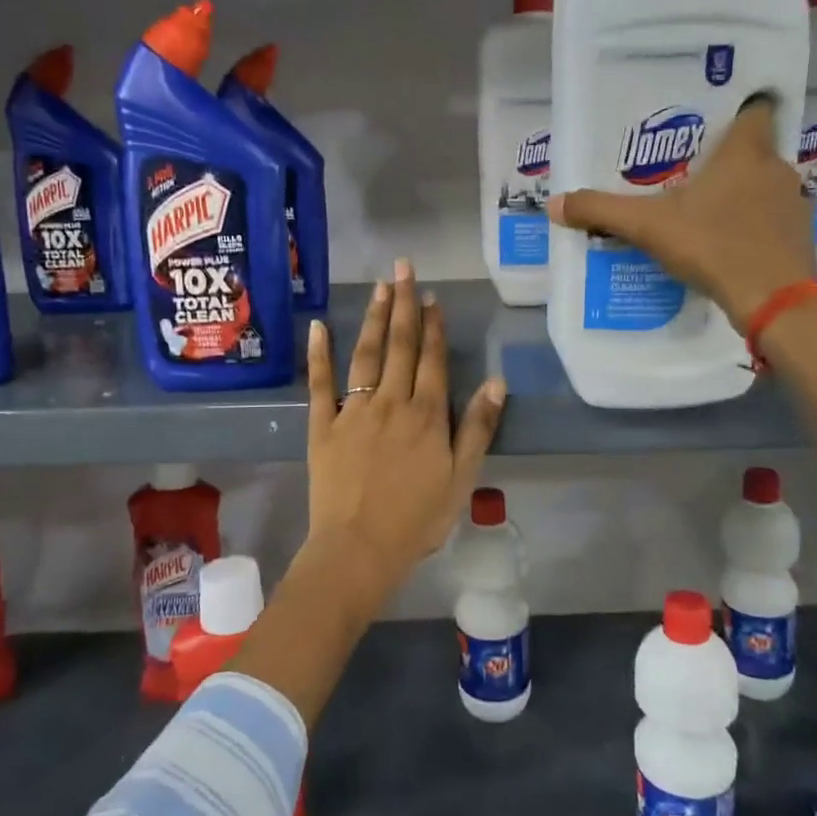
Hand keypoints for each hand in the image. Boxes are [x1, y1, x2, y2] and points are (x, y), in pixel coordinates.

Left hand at [298, 259, 505, 616]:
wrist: (359, 548)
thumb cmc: (417, 519)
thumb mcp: (462, 477)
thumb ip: (477, 427)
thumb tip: (497, 381)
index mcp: (426, 414)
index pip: (432, 359)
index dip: (433, 326)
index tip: (431, 296)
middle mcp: (391, 402)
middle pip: (400, 345)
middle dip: (403, 304)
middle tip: (404, 268)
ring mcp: (354, 410)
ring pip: (366, 354)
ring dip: (373, 318)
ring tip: (378, 286)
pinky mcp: (322, 425)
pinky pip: (320, 383)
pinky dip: (320, 353)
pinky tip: (319, 326)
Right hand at [548, 98, 816, 330]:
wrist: (773, 300)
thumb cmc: (713, 246)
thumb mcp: (648, 227)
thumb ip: (602, 211)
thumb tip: (555, 204)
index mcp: (745, 152)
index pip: (754, 111)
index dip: (736, 111)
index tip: (711, 123)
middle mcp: (776, 168)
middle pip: (753, 150)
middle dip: (725, 160)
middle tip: (690, 172)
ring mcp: (793, 202)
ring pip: (763, 185)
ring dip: (740, 193)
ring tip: (705, 210)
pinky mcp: (800, 235)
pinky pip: (773, 218)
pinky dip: (754, 224)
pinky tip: (728, 243)